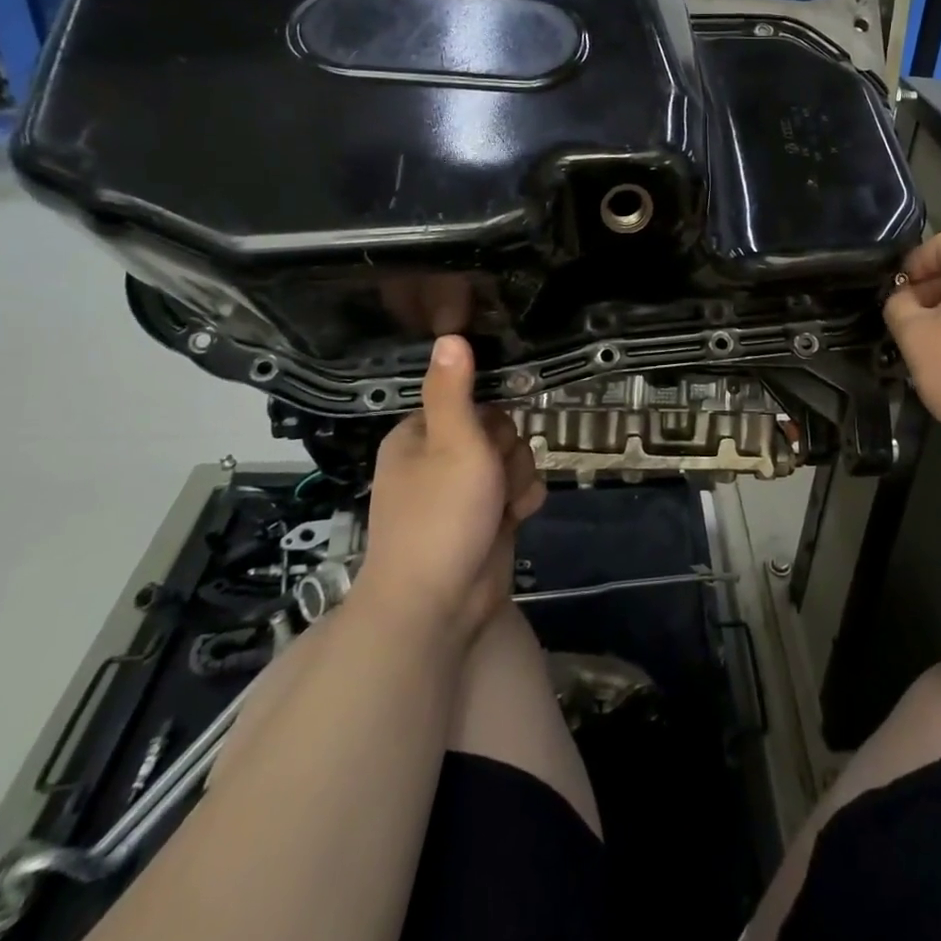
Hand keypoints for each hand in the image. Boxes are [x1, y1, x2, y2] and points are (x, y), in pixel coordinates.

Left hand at [353, 336, 545, 641]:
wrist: (438, 606)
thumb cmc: (441, 516)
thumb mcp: (451, 442)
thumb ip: (454, 390)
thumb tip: (449, 334)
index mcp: (420, 436)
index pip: (473, 401)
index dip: (490, 419)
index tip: (490, 438)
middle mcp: (440, 459)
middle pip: (501, 430)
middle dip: (508, 454)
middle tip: (492, 478)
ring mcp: (463, 492)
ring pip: (515, 461)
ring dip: (518, 481)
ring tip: (502, 508)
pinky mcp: (485, 518)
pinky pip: (518, 491)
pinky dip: (520, 504)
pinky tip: (512, 521)